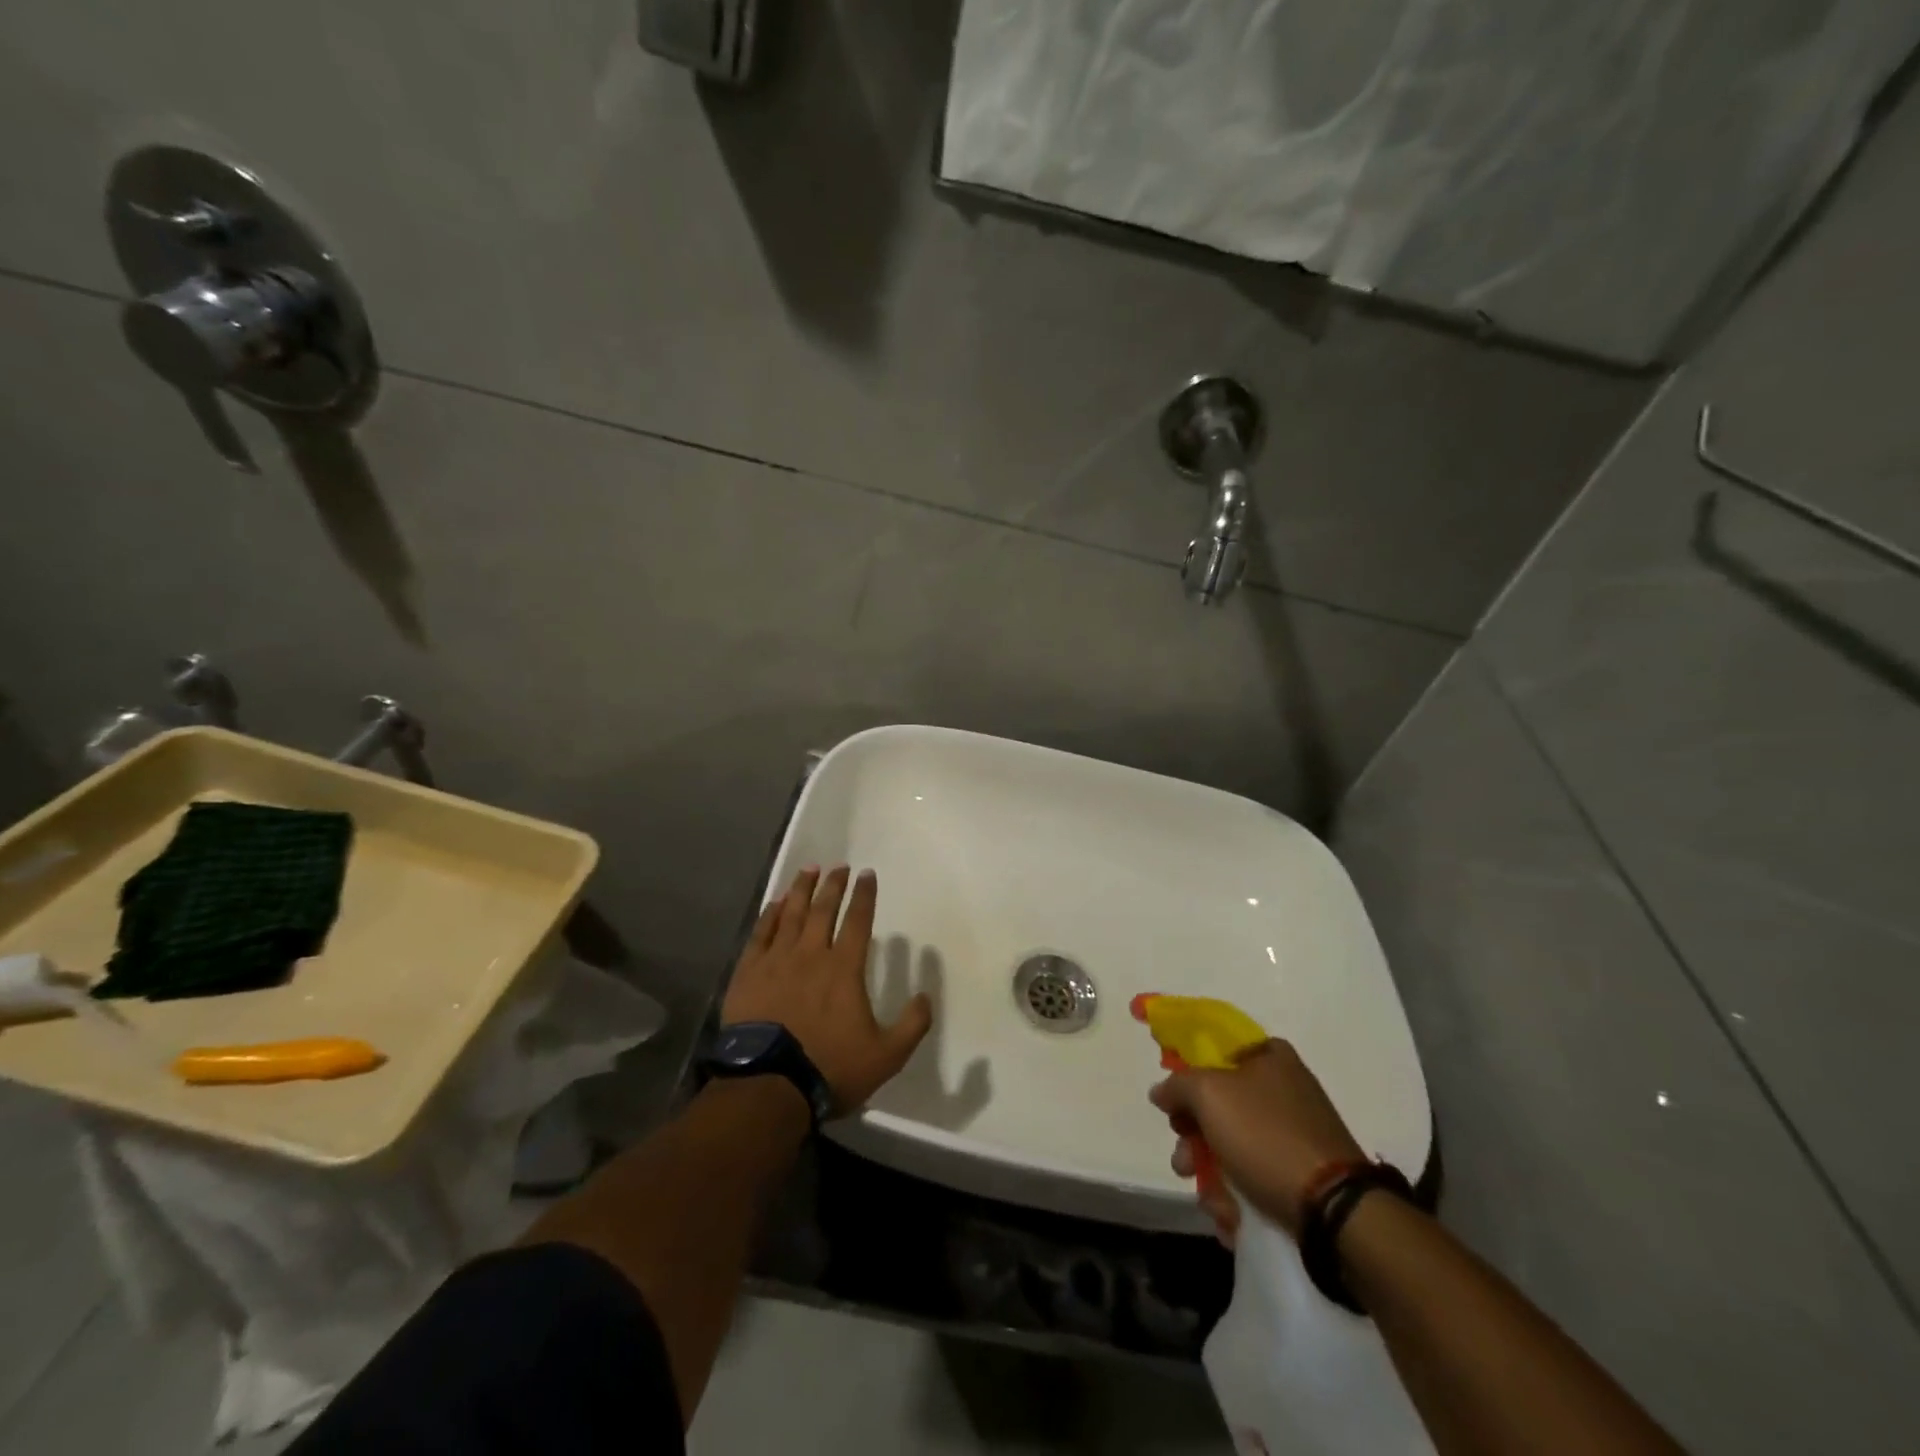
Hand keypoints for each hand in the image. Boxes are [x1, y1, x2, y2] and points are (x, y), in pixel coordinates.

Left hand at [720, 866, 932, 1114]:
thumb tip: (927, 996)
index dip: (864, 896)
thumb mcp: (886, 1055)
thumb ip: (912, 1024)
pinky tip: (774, 904)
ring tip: (808, 870)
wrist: (768, 1086)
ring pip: (790, 914)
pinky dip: (768, 916)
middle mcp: (810, 955)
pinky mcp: (748, 974)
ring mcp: (776, 962)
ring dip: (801, 890)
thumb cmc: (829, 1067)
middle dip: (833, 885)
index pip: (858, 921)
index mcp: (844, 969)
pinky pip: (760, 934)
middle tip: (839, 866)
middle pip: (822, 910)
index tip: (867, 874)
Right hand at [1150, 1039, 1364, 1243]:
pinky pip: (1256, 1175)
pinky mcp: (1303, 1173)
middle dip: (1193, 1136)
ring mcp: (1295, 1132)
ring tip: (1211, 1201)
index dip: (1188, 1072)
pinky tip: (1232, 1217)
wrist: (1335, 1211)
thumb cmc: (1266, 1135)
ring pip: (1233, 1144)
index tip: (1173, 1102)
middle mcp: (1284, 1088)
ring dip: (1211, 1173)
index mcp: (1269, 1056)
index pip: (1216, 1050)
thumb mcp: (1208, 1094)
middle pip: (1219, 1103)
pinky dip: (1238, 1195)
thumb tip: (1162, 1092)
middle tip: (1184, 1159)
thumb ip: (1178, 1084)